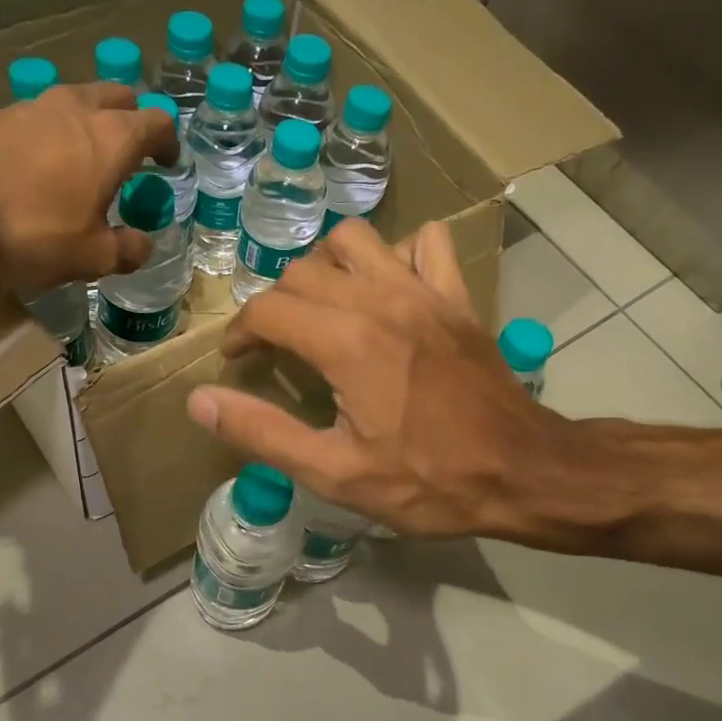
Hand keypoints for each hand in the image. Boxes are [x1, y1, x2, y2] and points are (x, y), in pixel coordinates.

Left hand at [0, 81, 177, 288]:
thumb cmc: (31, 229)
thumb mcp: (91, 256)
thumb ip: (127, 250)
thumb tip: (143, 244)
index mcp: (113, 138)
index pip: (158, 122)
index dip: (169, 143)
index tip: (168, 165)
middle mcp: (79, 109)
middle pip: (120, 96)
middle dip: (133, 121)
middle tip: (132, 156)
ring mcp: (36, 105)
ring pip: (80, 101)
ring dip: (93, 124)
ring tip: (89, 162)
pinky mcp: (0, 114)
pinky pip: (45, 116)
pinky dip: (57, 134)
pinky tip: (46, 168)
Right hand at [185, 218, 571, 539]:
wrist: (521, 470)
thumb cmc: (427, 481)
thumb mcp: (334, 472)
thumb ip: (262, 432)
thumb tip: (200, 401)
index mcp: (345, 342)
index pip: (267, 310)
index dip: (240, 333)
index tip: (238, 362)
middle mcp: (380, 299)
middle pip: (303, 272)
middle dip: (275, 305)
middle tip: (274, 347)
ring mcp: (424, 291)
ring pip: (356, 239)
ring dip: (327, 265)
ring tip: (322, 306)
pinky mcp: (456, 296)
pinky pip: (424, 244)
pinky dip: (397, 254)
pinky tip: (389, 290)